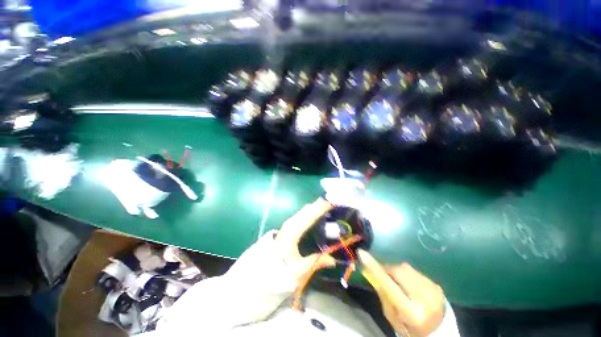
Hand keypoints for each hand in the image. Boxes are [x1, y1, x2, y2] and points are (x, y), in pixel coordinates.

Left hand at [275, 198, 336, 281]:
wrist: (264, 269)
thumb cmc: (280, 270)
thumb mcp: (299, 271)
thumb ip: (316, 262)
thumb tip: (333, 260)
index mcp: (293, 230)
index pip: (310, 214)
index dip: (323, 207)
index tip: (335, 202)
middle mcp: (291, 222)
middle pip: (308, 209)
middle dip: (322, 204)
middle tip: (336, 202)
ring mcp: (290, 223)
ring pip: (306, 209)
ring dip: (318, 206)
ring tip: (331, 204)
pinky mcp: (290, 225)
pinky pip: (304, 213)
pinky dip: (313, 210)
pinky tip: (320, 212)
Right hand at [357, 249, 444, 336]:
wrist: (436, 332)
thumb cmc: (408, 328)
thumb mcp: (391, 316)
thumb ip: (382, 293)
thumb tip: (370, 270)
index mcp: (411, 312)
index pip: (389, 285)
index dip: (374, 268)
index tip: (361, 253)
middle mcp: (424, 299)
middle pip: (398, 271)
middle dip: (387, 269)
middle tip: (383, 274)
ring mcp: (433, 290)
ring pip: (406, 268)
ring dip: (397, 271)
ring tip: (398, 283)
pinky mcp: (437, 285)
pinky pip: (415, 271)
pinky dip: (407, 275)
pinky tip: (410, 286)